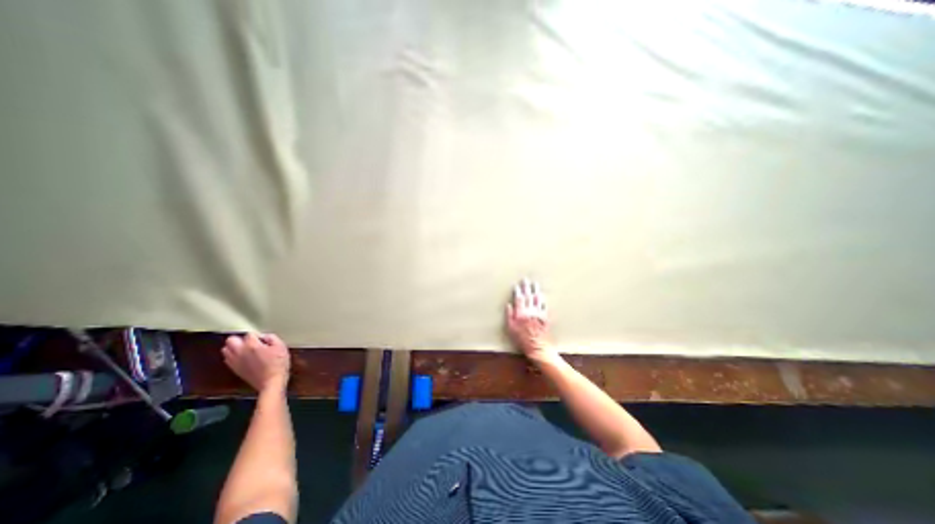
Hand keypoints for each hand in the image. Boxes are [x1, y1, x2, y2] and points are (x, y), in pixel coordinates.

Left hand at [221, 333, 289, 393]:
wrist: (271, 382)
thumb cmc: (278, 363)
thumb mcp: (281, 346)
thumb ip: (272, 338)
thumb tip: (265, 336)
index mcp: (252, 345)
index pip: (249, 334)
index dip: (258, 335)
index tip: (264, 340)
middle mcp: (240, 352)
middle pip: (230, 340)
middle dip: (240, 339)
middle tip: (251, 342)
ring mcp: (235, 362)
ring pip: (225, 350)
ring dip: (234, 347)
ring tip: (246, 350)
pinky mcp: (234, 369)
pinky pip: (227, 359)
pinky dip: (233, 356)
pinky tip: (244, 358)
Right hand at [508, 278, 556, 363]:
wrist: (537, 347)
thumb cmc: (522, 339)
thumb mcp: (511, 329)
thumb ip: (509, 315)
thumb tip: (509, 305)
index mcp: (520, 313)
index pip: (519, 299)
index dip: (517, 292)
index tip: (516, 285)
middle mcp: (530, 311)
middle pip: (528, 296)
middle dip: (526, 287)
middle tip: (525, 279)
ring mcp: (538, 313)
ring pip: (537, 299)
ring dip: (535, 290)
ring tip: (535, 283)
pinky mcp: (545, 317)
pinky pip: (544, 305)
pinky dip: (542, 299)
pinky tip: (542, 295)